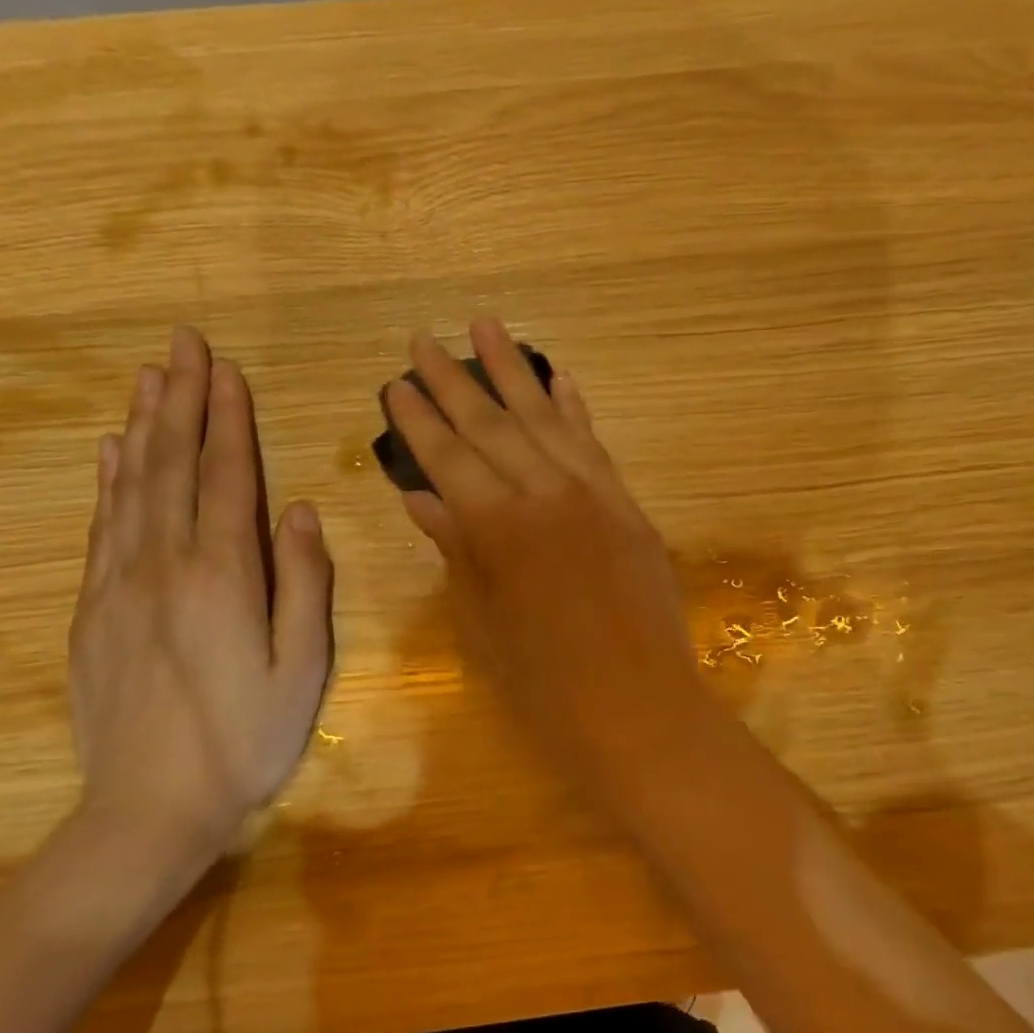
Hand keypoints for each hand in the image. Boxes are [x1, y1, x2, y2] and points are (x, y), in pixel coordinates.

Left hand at [67, 327, 333, 871]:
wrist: (149, 807)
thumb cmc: (246, 739)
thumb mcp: (303, 667)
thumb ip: (304, 583)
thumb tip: (301, 510)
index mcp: (224, 575)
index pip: (228, 476)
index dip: (228, 419)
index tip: (226, 369)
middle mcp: (166, 564)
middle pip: (174, 465)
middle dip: (182, 400)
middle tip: (184, 344)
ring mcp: (121, 584)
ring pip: (132, 485)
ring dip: (145, 426)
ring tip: (151, 378)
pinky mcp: (93, 609)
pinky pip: (102, 526)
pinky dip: (109, 479)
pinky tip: (111, 450)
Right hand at [387, 318, 714, 778]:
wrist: (637, 706)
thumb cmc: (543, 681)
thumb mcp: (482, 619)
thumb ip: (455, 548)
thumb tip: (421, 496)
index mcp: (496, 526)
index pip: (448, 455)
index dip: (419, 418)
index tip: (396, 381)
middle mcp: (544, 493)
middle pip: (492, 424)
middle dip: (454, 380)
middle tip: (424, 338)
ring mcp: (592, 494)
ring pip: (545, 419)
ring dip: (514, 372)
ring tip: (487, 326)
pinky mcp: (627, 505)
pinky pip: (595, 445)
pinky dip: (574, 409)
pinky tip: (559, 379)